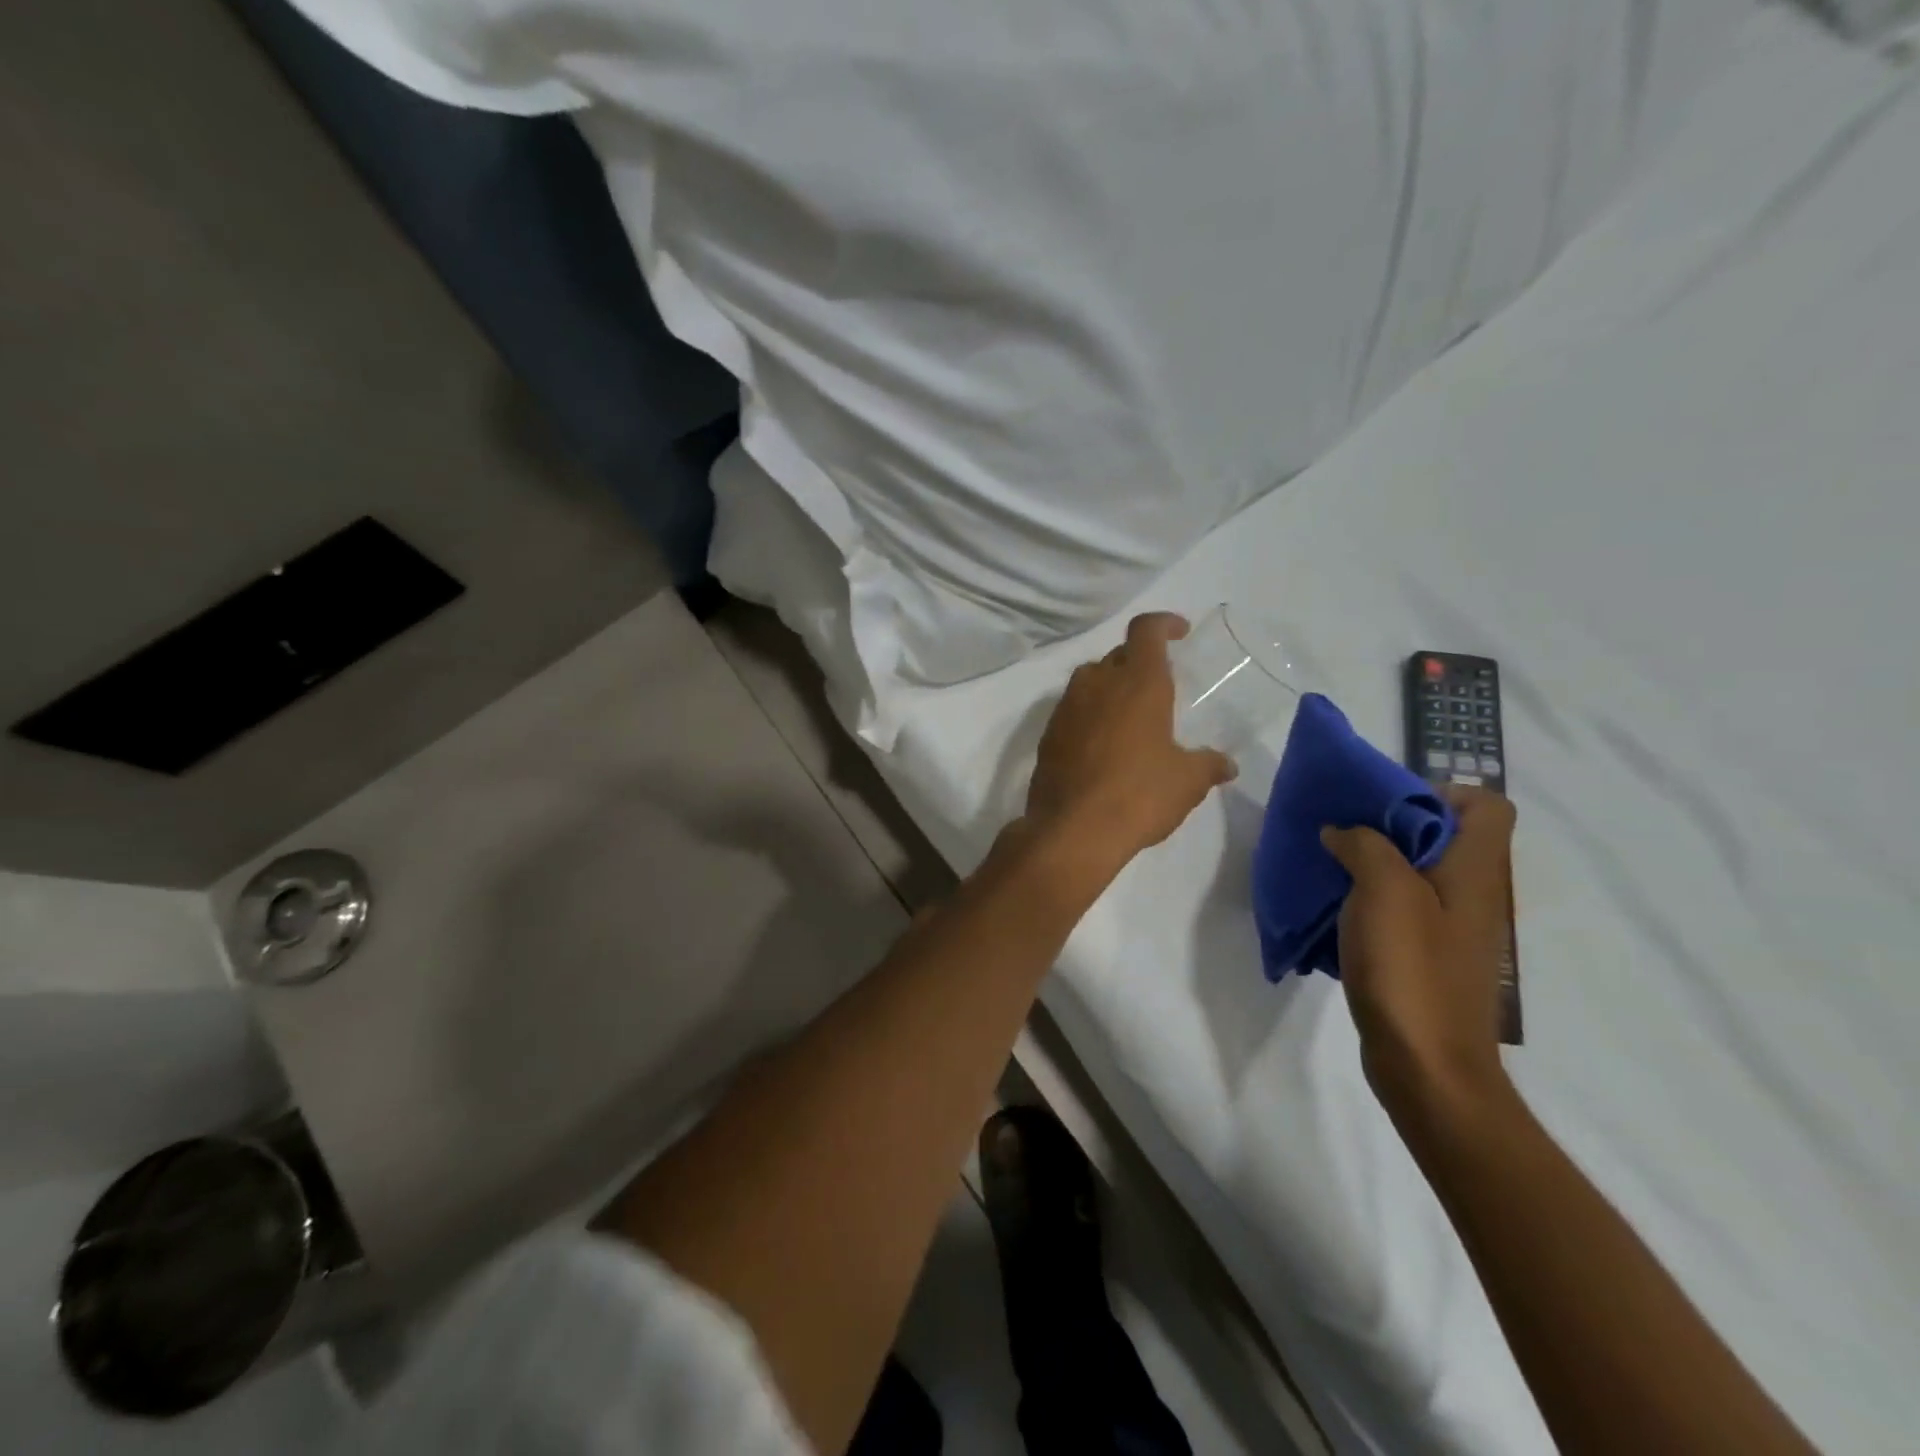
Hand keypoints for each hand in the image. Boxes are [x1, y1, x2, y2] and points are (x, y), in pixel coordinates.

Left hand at [1023, 613, 1236, 870]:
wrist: (1072, 830)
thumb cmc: (1139, 795)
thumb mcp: (1187, 781)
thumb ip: (1208, 765)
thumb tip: (1226, 765)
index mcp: (1138, 682)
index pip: (1146, 630)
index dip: (1163, 624)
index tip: (1178, 632)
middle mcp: (1097, 684)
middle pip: (1118, 655)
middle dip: (1139, 662)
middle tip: (1159, 688)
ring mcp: (1066, 708)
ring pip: (1090, 681)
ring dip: (1111, 689)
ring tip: (1131, 718)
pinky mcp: (1048, 735)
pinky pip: (1072, 711)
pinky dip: (1089, 717)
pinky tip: (1103, 747)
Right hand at [1320, 787, 1516, 1120]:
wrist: (1426, 1066)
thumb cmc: (1411, 971)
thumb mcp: (1384, 892)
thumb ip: (1365, 846)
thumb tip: (1343, 831)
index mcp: (1473, 873)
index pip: (1488, 807)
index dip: (1442, 792)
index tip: (1385, 804)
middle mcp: (1470, 895)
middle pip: (1443, 836)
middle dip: (1390, 823)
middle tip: (1342, 829)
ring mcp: (1448, 930)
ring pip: (1415, 872)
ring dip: (1372, 861)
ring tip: (1328, 865)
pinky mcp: (1424, 957)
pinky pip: (1398, 908)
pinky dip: (1366, 899)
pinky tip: (1333, 911)